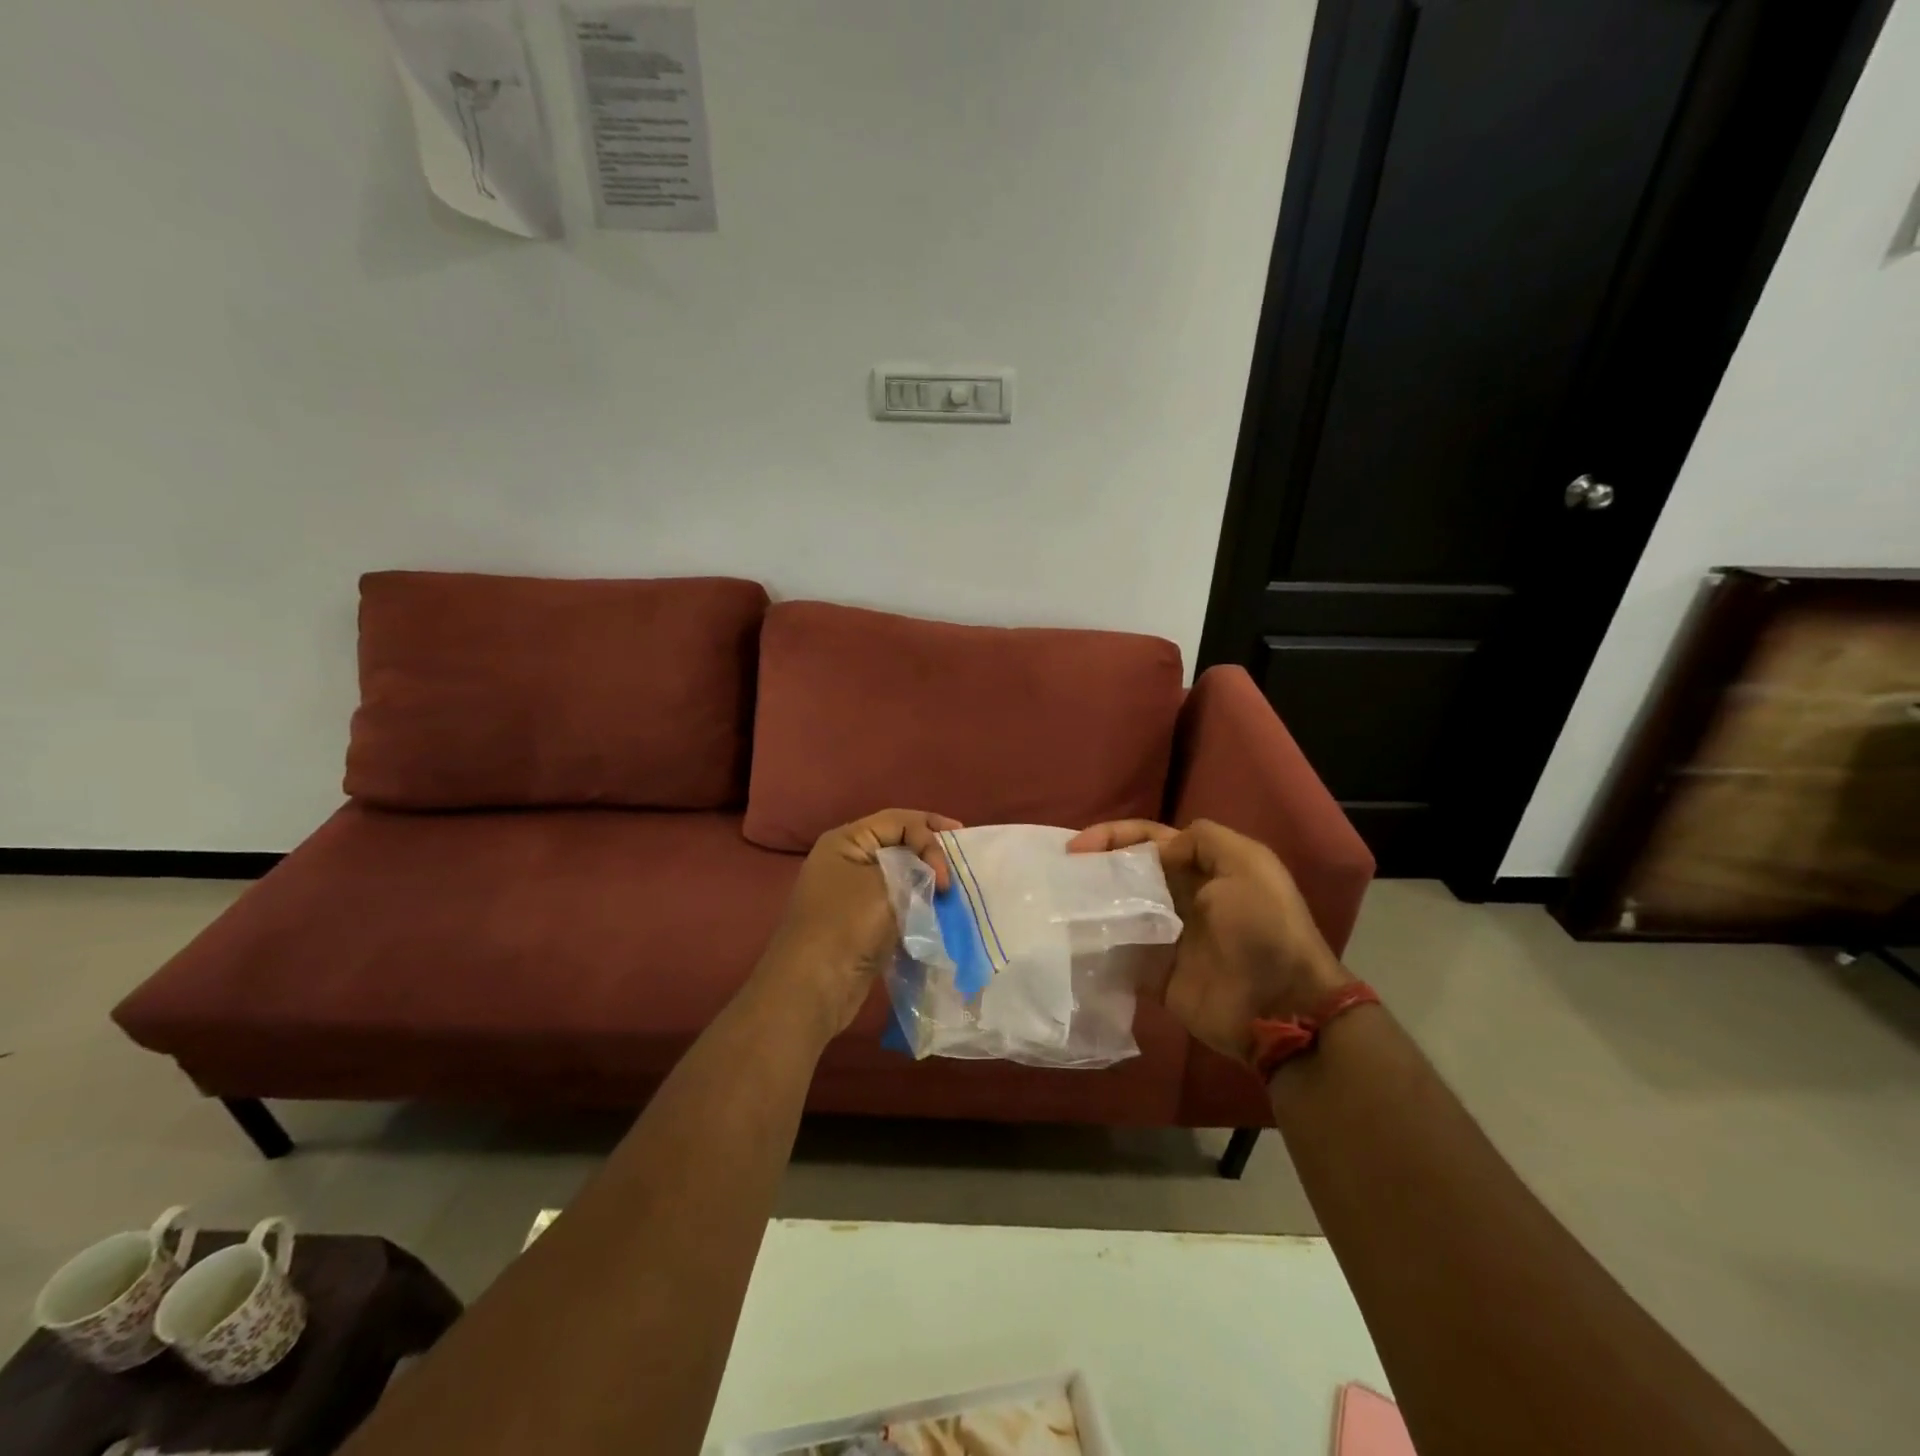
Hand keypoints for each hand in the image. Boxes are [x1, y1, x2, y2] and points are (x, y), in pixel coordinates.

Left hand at [753, 809, 961, 1040]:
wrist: (813, 988)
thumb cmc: (846, 925)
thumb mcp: (886, 884)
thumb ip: (916, 868)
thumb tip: (931, 875)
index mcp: (846, 841)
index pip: (899, 820)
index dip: (930, 832)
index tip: (951, 864)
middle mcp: (847, 861)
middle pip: (900, 844)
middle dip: (932, 854)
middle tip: (961, 867)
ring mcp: (853, 894)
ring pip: (901, 876)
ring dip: (928, 882)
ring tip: (954, 892)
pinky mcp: (862, 924)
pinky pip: (898, 903)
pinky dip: (919, 905)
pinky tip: (939, 913)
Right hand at [1067, 818, 1349, 1066]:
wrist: (1280, 1006)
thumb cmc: (1263, 927)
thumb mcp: (1247, 864)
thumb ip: (1202, 841)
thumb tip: (1154, 852)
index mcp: (1203, 868)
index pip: (1149, 839)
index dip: (1112, 836)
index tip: (1075, 847)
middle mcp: (1182, 898)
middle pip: (1128, 873)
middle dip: (1094, 869)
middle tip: (1059, 875)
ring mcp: (1166, 938)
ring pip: (1118, 912)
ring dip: (1091, 906)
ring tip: (1057, 905)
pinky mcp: (1155, 975)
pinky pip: (1119, 955)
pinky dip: (1096, 947)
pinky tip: (1070, 941)